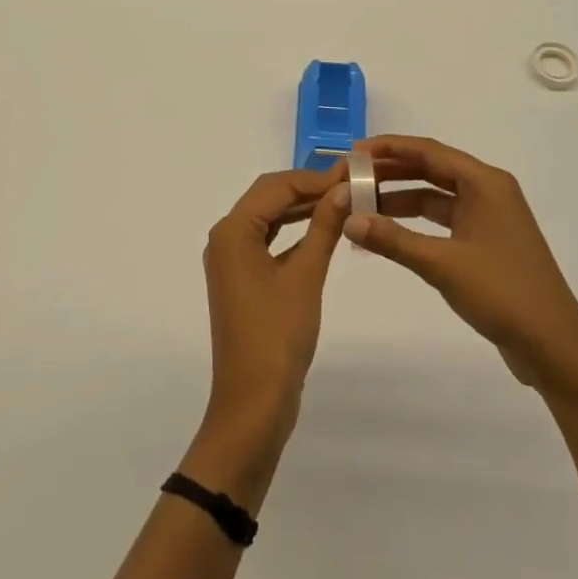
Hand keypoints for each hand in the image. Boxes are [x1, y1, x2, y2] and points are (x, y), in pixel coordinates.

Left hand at [183, 163, 350, 507]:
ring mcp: (231, 260)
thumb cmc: (277, 336)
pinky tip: (322, 230)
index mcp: (233, 230)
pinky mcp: (242, 279)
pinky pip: (268, 241)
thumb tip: (344, 188)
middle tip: (350, 184)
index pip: (276, 186)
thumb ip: (324, 227)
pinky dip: (294, 232)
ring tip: (342, 201)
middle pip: (269, 197)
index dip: (314, 177)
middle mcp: (226, 237)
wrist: (252, 405)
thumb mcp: (305, 276)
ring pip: (269, 218)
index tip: (351, 174)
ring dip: (302, 208)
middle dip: (308, 188)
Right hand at [343, 135, 577, 398]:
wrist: (555, 347)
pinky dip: (416, 222)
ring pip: (436, 194)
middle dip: (391, 171)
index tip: (353, 152)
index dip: (388, 148)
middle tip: (352, 177)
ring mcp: (489, 216)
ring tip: (362, 203)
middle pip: (431, 168)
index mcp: (484, 183)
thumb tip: (348, 220)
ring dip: (401, 197)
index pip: (428, 151)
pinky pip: (444, 218)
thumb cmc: (503, 294)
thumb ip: (393, 240)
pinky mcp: (487, 241)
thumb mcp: (442, 265)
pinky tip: (389, 231)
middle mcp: (488, 190)